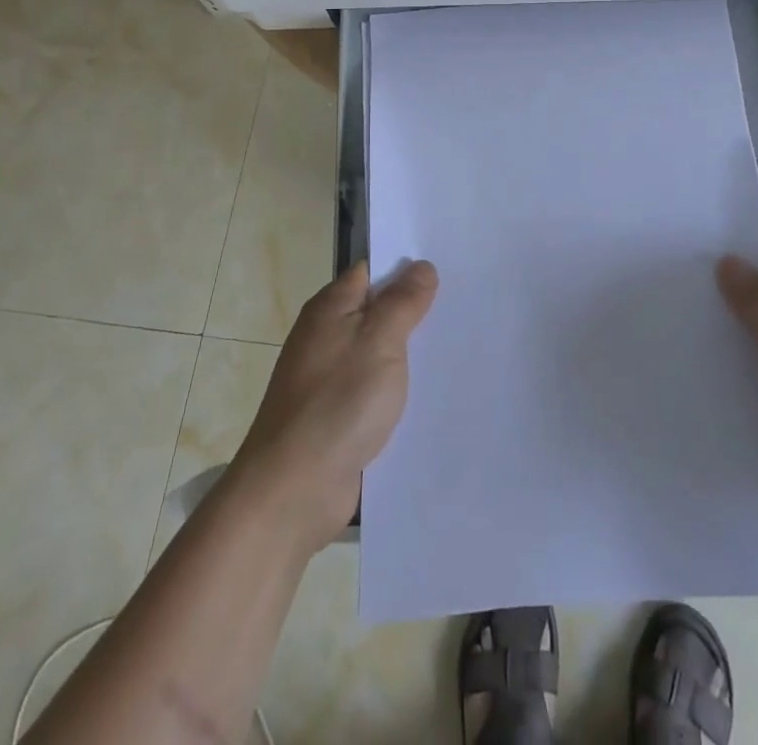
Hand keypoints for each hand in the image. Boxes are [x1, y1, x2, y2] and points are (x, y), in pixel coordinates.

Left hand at [230, 259, 439, 550]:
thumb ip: (402, 302)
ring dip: (410, 354)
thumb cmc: (337, 403)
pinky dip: (399, 389)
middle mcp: (326, 336)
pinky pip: (375, 389)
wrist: (293, 491)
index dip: (406, 267)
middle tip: (465, 306)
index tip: (448, 266)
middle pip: (377, 311)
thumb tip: (421, 266)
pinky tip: (432, 394)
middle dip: (415, 311)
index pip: (372, 271)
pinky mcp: (338, 416)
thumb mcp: (379, 341)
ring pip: (379, 353)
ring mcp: (330, 378)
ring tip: (460, 346)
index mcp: (330, 308)